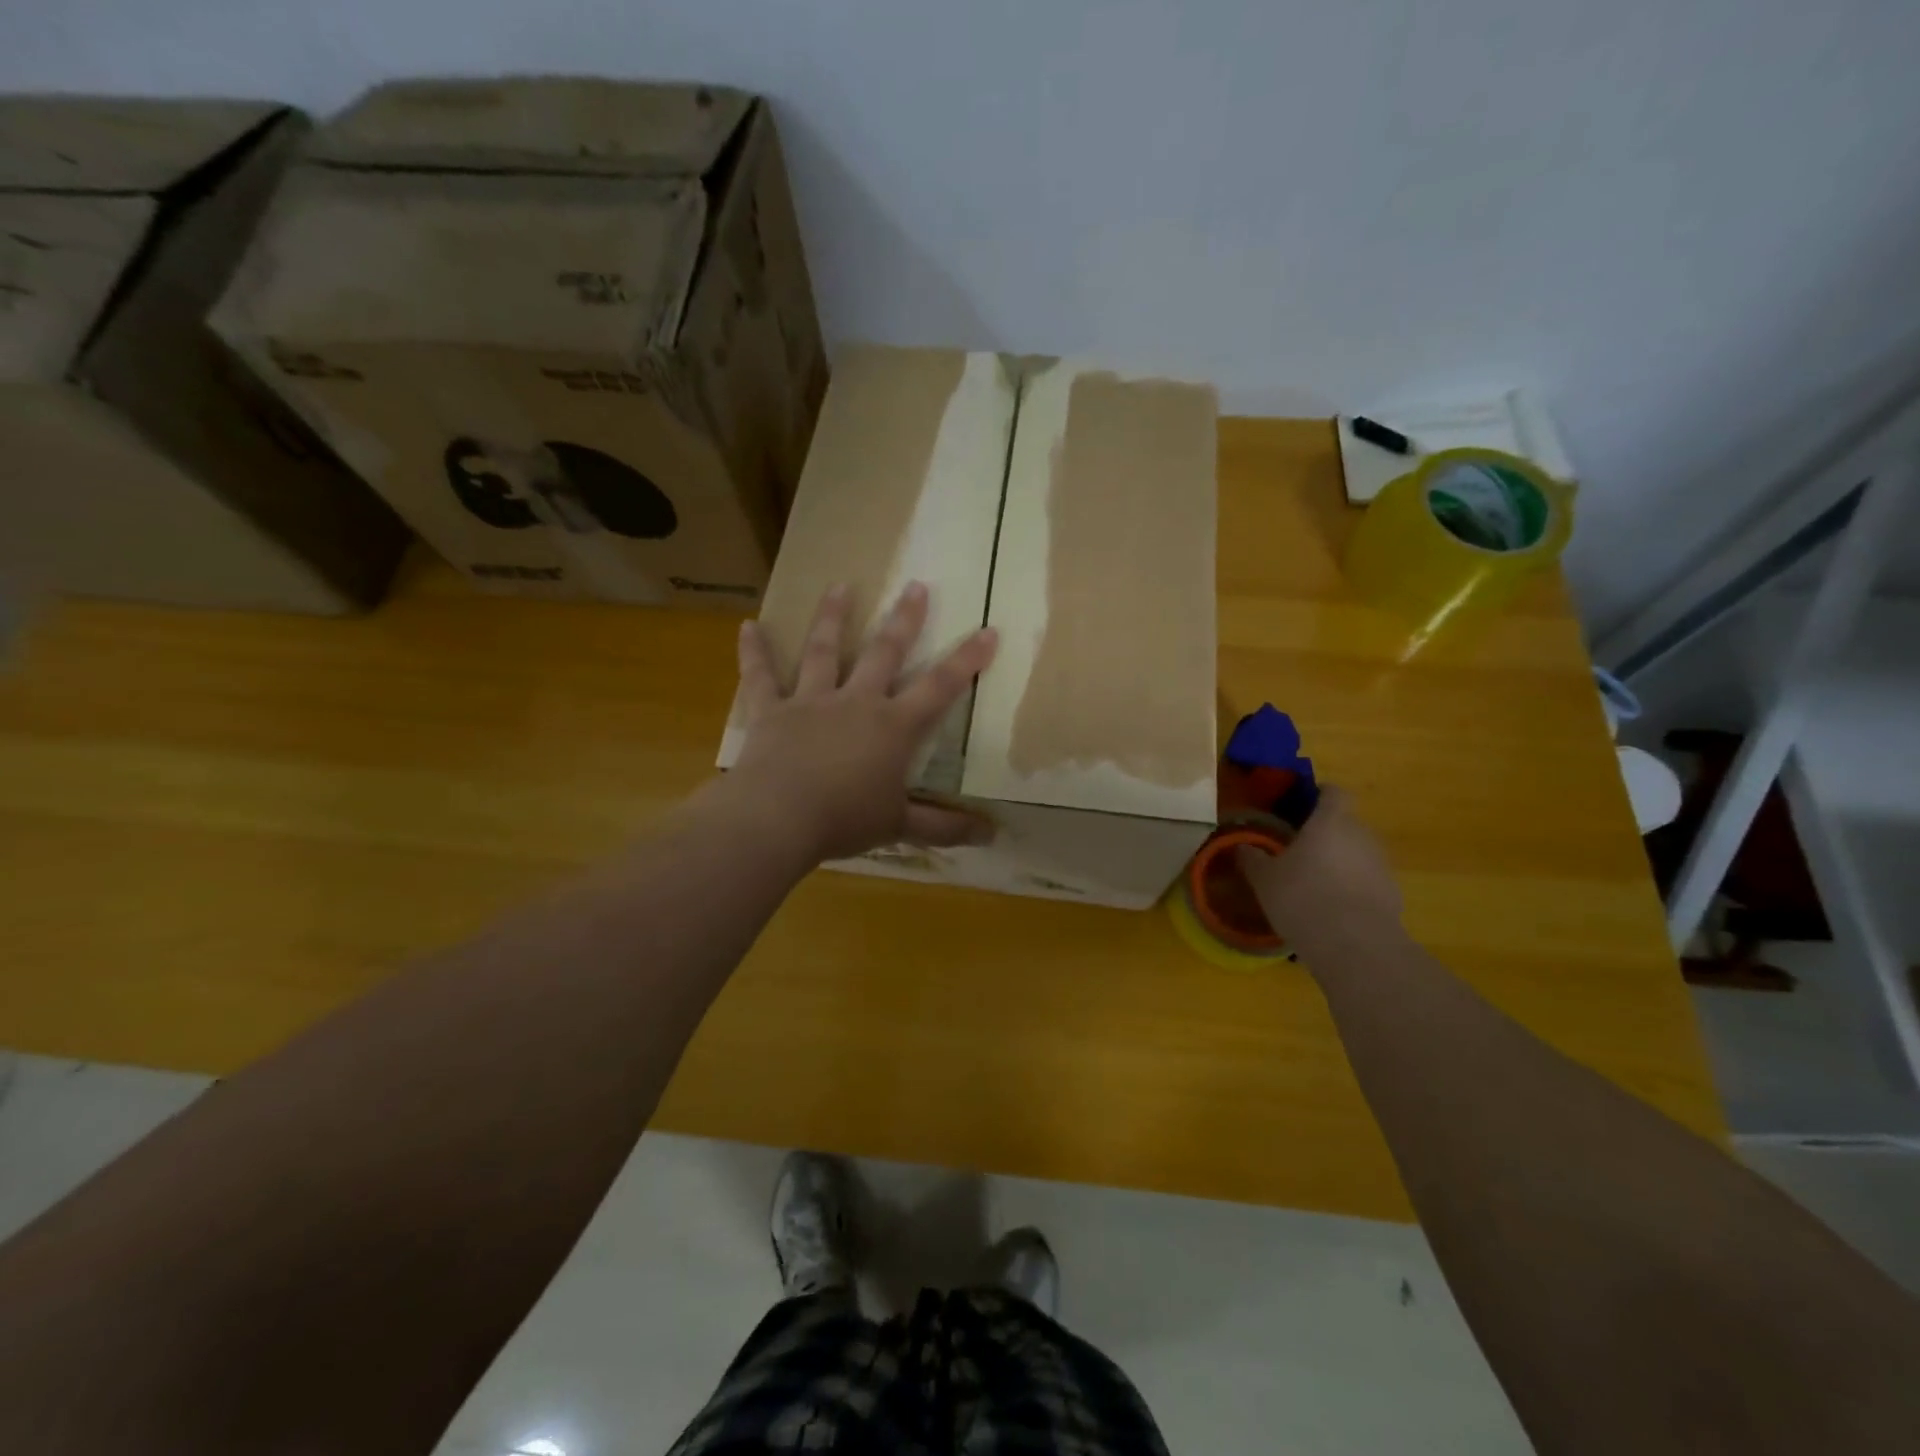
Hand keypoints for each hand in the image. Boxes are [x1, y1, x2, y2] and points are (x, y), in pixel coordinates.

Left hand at [730, 582, 998, 862]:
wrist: (778, 818)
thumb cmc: (844, 820)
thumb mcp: (899, 825)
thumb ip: (944, 827)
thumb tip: (992, 836)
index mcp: (892, 727)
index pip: (939, 688)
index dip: (967, 660)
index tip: (988, 630)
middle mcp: (856, 702)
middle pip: (884, 652)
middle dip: (904, 619)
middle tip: (916, 585)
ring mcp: (811, 701)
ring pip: (824, 650)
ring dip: (833, 617)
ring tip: (840, 585)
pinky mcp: (771, 710)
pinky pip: (761, 676)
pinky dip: (754, 651)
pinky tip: (748, 625)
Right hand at [1237, 786, 1402, 945]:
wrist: (1355, 945)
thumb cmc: (1302, 898)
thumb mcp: (1265, 879)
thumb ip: (1253, 859)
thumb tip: (1242, 847)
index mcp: (1330, 822)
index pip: (1335, 793)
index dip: (1323, 794)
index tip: (1307, 802)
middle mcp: (1361, 835)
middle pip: (1346, 823)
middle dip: (1327, 833)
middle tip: (1300, 850)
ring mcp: (1381, 865)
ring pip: (1358, 852)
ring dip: (1340, 861)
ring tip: (1315, 883)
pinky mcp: (1392, 894)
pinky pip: (1367, 880)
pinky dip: (1353, 887)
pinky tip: (1333, 909)